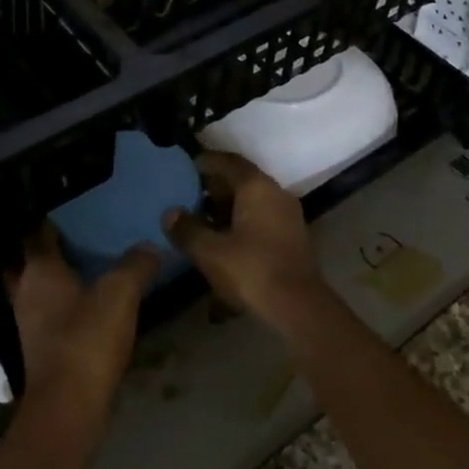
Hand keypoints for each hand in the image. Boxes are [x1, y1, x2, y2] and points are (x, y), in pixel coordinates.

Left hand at [8, 226, 157, 422]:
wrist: (69, 408)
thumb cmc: (87, 340)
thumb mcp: (120, 293)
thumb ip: (136, 264)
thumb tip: (150, 246)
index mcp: (39, 270)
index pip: (37, 231)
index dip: (51, 215)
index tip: (72, 201)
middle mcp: (27, 291)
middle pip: (37, 258)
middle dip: (56, 244)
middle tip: (85, 226)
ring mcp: (32, 321)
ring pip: (45, 285)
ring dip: (64, 273)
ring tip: (94, 256)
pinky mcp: (44, 345)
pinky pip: (55, 309)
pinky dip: (70, 300)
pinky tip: (95, 296)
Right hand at [162, 152, 318, 330]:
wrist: (298, 306)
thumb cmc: (251, 270)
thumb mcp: (210, 251)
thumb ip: (187, 229)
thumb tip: (171, 213)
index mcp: (257, 187)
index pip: (230, 162)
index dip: (208, 162)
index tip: (189, 165)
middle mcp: (275, 194)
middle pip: (242, 181)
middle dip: (215, 188)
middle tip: (190, 196)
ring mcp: (287, 216)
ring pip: (252, 202)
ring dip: (228, 209)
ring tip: (202, 222)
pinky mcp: (291, 238)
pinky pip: (261, 219)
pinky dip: (241, 223)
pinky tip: (224, 242)